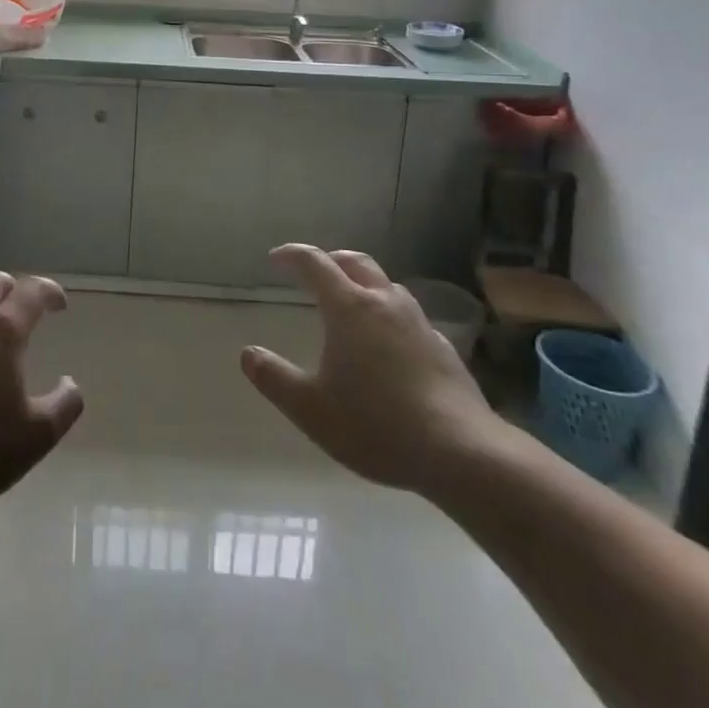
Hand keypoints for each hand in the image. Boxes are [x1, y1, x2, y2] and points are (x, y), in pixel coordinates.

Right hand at [241, 245, 503, 499]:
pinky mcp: (444, 347)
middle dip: (331, 260)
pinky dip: (391, 316)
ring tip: (352, 304)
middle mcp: (384, 303)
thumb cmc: (376, 425)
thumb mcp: (311, 409)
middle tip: (315, 272)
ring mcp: (419, 323)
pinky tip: (391, 345)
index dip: (292, 255)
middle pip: (355, 262)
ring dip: (364, 284)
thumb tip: (247, 353)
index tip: (276, 258)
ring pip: (387, 285)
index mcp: (348, 308)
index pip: (314, 263)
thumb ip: (274, 378)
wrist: (461, 452)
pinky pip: (410, 316)